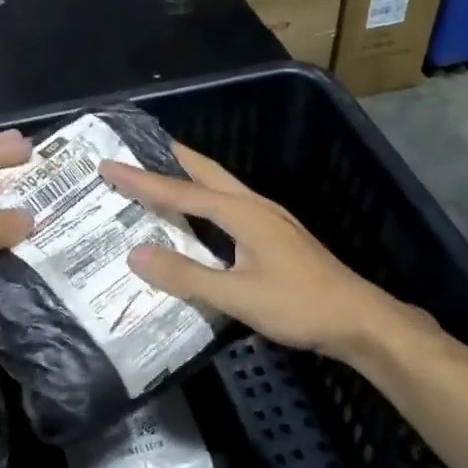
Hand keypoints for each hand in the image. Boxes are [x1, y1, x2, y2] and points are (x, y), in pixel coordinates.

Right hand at [100, 143, 411, 365]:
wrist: (358, 319)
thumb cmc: (299, 306)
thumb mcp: (237, 296)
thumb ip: (186, 276)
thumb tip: (136, 254)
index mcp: (242, 213)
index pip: (181, 192)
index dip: (142, 180)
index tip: (109, 166)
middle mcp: (255, 206)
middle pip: (206, 172)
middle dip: (171, 158)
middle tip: (139, 148)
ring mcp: (270, 218)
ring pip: (221, 186)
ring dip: (189, 176)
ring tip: (162, 173)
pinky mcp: (277, 235)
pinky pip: (230, 203)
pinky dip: (205, 198)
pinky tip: (201, 214)